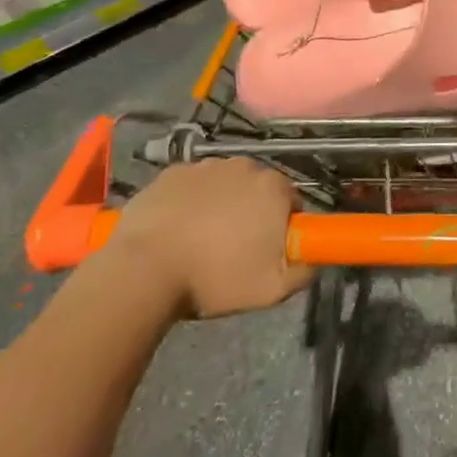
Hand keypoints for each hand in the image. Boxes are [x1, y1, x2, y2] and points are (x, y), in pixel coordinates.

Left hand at [110, 158, 312, 319]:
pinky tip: (178, 229)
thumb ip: (305, 270)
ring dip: (221, 204)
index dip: (282, 226)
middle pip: (258, 189)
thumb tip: (313, 258)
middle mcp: (245, 166)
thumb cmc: (214, 279)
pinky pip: (191, 185)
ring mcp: (205, 166)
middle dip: (252, 212)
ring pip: (224, 185)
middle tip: (235, 248)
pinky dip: (190, 201)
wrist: (143, 272)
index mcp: (274, 188)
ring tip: (202, 240)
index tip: (267, 250)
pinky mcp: (171, 173)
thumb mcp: (273, 290)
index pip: (291, 201)